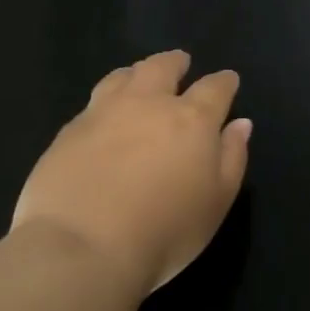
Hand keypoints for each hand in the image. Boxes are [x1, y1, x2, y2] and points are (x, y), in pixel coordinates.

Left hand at [12, 50, 251, 298]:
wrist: (82, 248)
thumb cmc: (165, 231)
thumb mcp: (216, 202)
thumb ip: (232, 158)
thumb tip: (240, 124)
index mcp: (192, 119)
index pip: (215, 88)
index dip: (224, 82)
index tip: (228, 80)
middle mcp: (148, 104)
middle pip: (162, 68)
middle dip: (175, 63)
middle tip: (180, 62)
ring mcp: (103, 113)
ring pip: (123, 77)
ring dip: (137, 72)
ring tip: (139, 76)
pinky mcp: (69, 131)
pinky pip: (93, 102)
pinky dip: (106, 98)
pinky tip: (104, 113)